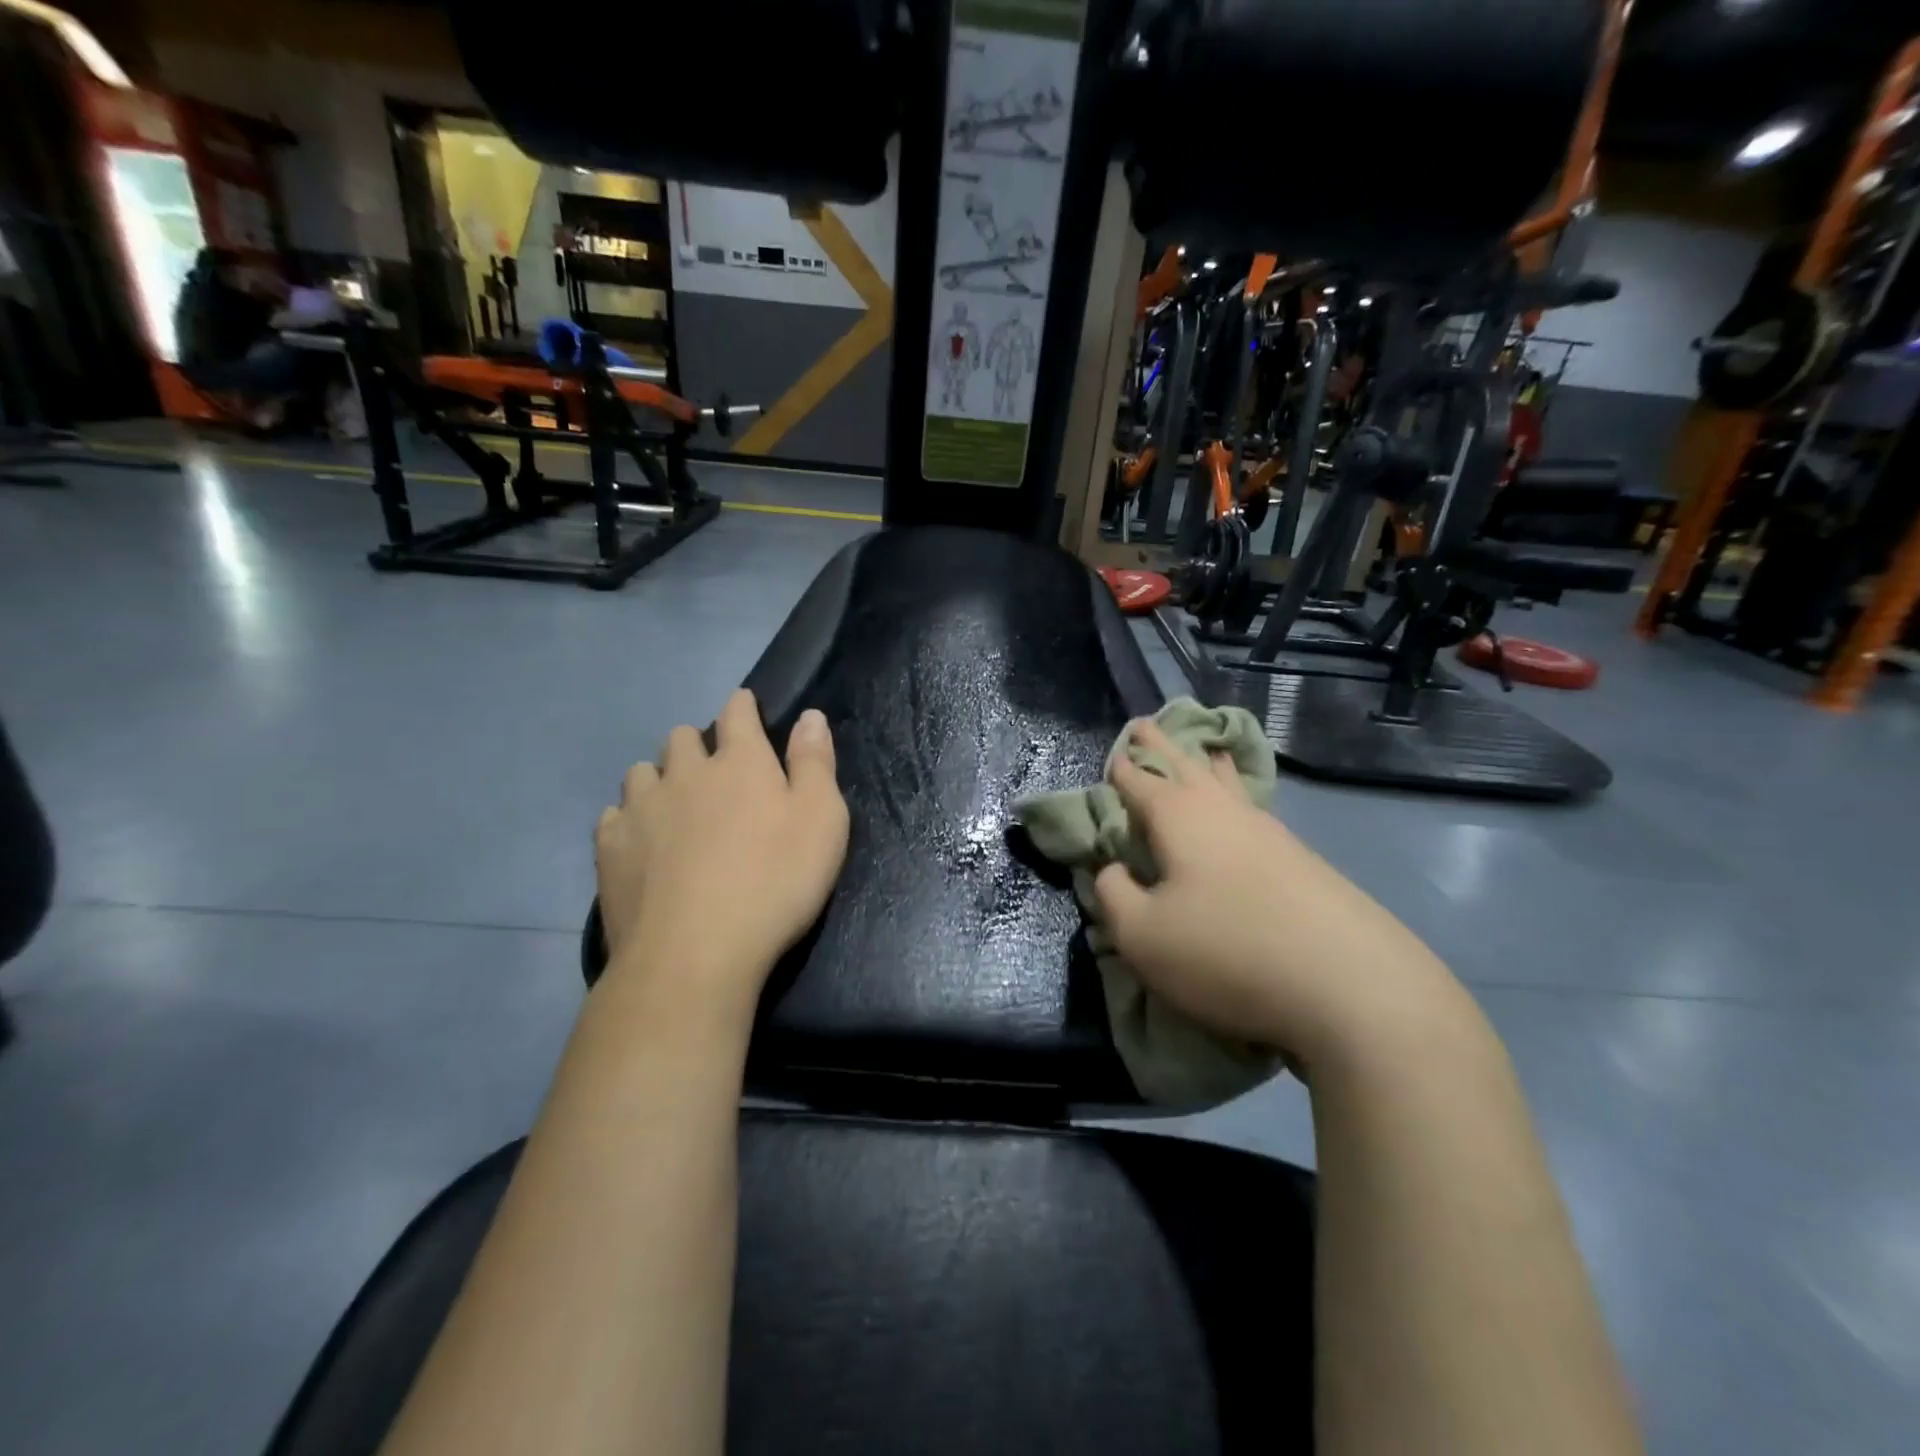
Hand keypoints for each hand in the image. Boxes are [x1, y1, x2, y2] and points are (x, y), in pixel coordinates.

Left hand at [594, 691, 848, 1026]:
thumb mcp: (822, 821)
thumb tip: (810, 716)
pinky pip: (613, 816)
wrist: (695, 952)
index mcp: (739, 762)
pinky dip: (628, 820)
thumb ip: (815, 763)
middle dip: (696, 745)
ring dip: (658, 779)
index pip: (737, 713)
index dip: (742, 706)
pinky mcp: (609, 848)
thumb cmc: (775, 882)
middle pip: (681, 737)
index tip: (744, 706)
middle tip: (713, 772)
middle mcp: (684, 773)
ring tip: (672, 806)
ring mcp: (640, 809)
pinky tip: (640, 843)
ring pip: (641, 772)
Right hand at [1092, 720, 1462, 1064]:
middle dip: (1163, 747)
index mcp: (1179, 816)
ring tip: (1206, 752)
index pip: (1139, 781)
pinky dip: (1240, 795)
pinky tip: (1244, 806)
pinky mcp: (1302, 860)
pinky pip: (1255, 809)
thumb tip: (1112, 869)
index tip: (1113, 753)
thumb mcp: (1141, 934)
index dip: (1122, 768)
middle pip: (1187, 766)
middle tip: (1147, 724)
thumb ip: (1113, 894)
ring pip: (1229, 784)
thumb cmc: (1226, 950)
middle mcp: (1224, 811)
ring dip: (1209, 765)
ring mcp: (1269, 832)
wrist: (1349, 984)